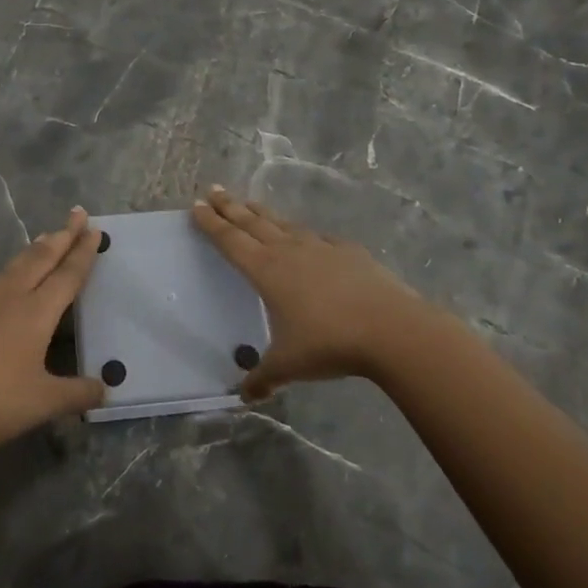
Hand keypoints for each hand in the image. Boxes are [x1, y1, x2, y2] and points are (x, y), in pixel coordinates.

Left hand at [0, 208, 106, 456]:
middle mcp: (10, 297)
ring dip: (36, 248)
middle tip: (77, 213)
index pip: (67, 274)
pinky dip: (12, 270)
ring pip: (15, 265)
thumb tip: (104, 388)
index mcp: (36, 313)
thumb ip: (78, 393)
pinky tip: (8, 280)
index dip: (83, 252)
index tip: (94, 229)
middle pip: (41, 257)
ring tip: (48, 236)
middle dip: (62, 235)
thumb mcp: (45, 403)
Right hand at [191, 187, 443, 400]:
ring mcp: (320, 247)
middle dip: (230, 206)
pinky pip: (318, 237)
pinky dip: (304, 234)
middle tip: (213, 190)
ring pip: (283, 224)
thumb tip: (245, 397)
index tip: (196, 206)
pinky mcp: (348, 251)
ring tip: (250, 204)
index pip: (230, 240)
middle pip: (252, 222)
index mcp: (265, 270)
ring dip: (263, 213)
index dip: (211, 223)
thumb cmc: (329, 343)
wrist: (391, 329)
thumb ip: (264, 378)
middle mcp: (288, 250)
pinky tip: (307, 237)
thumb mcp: (289, 366)